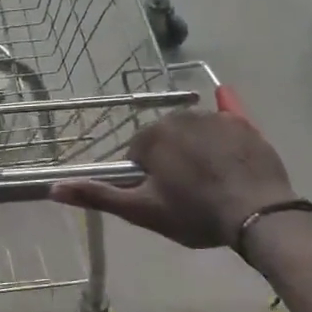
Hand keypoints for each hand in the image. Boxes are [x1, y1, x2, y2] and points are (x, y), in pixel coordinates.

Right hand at [52, 112, 297, 249]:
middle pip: (164, 139)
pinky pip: (227, 113)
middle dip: (169, 161)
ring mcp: (214, 118)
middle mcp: (180, 116)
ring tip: (209, 182)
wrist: (258, 215)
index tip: (159, 198)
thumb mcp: (142, 211)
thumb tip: (53, 188)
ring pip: (192, 131)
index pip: (137, 153)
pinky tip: (223, 96)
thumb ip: (97, 195)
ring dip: (193, 149)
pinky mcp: (243, 124)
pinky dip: (223, 110)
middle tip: (183, 194)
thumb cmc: (194, 213)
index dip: (144, 177)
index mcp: (152, 136)